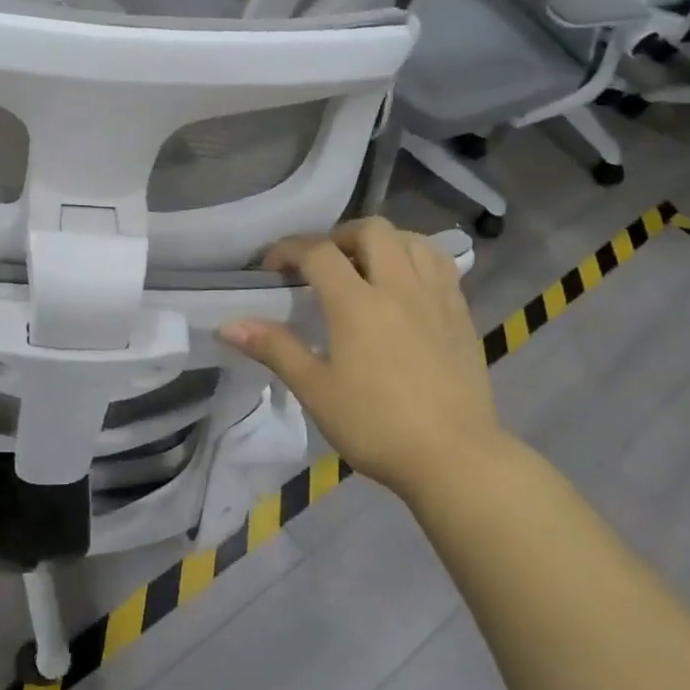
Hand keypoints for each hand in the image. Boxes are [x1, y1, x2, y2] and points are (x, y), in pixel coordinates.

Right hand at [219, 219, 503, 495]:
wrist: (456, 459)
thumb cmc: (376, 426)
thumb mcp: (315, 390)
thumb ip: (274, 348)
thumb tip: (228, 325)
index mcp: (356, 303)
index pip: (318, 251)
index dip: (288, 249)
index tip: (272, 267)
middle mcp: (398, 286)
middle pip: (371, 230)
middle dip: (339, 236)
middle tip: (323, 264)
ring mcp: (436, 297)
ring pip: (412, 240)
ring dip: (382, 242)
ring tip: (366, 266)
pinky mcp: (461, 314)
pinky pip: (440, 264)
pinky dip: (416, 259)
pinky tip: (405, 285)